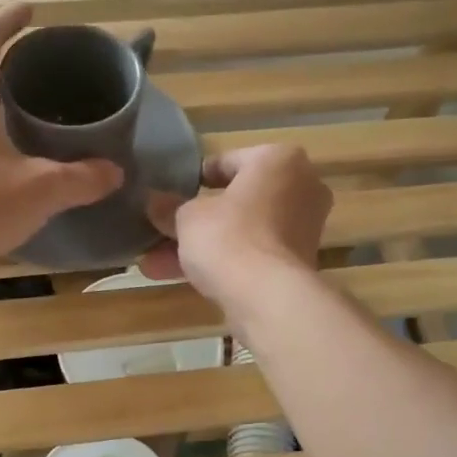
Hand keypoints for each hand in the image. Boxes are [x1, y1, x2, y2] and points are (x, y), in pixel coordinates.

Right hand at [141, 144, 331, 310]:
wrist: (267, 297)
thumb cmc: (229, 237)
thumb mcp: (187, 217)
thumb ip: (170, 208)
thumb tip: (154, 202)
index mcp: (278, 160)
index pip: (228, 161)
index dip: (193, 179)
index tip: (170, 194)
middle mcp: (300, 187)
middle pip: (236, 201)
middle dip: (195, 220)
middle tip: (161, 230)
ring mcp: (301, 228)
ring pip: (240, 231)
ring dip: (200, 246)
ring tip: (155, 263)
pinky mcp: (296, 263)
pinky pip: (250, 254)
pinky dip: (221, 262)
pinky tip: (179, 277)